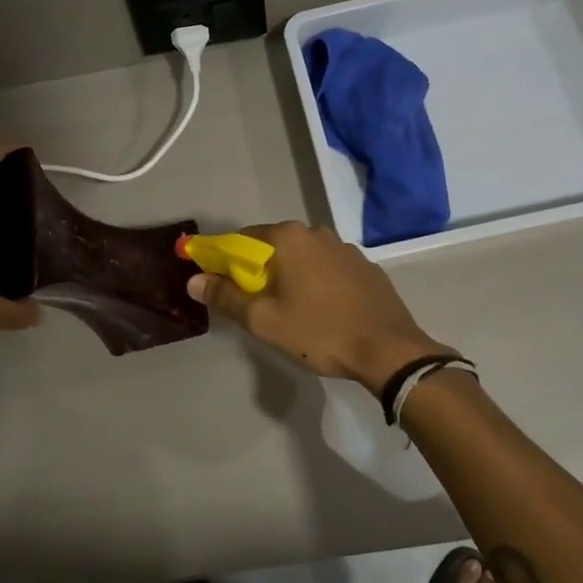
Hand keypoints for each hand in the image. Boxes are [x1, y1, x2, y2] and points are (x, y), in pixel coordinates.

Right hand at [188, 221, 451, 395]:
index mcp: (289, 237)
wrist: (389, 350)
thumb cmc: (319, 332)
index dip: (223, 258)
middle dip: (257, 269)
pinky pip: (328, 269)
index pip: (242, 238)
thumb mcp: (264, 320)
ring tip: (287, 310)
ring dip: (289, 275)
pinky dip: (316, 282)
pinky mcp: (366, 268)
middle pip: (273, 246)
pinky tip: (320, 310)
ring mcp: (346, 249)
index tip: (215, 281)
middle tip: (252, 303)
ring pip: (303, 257)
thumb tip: (194, 280)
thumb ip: (225, 296)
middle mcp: (317, 233)